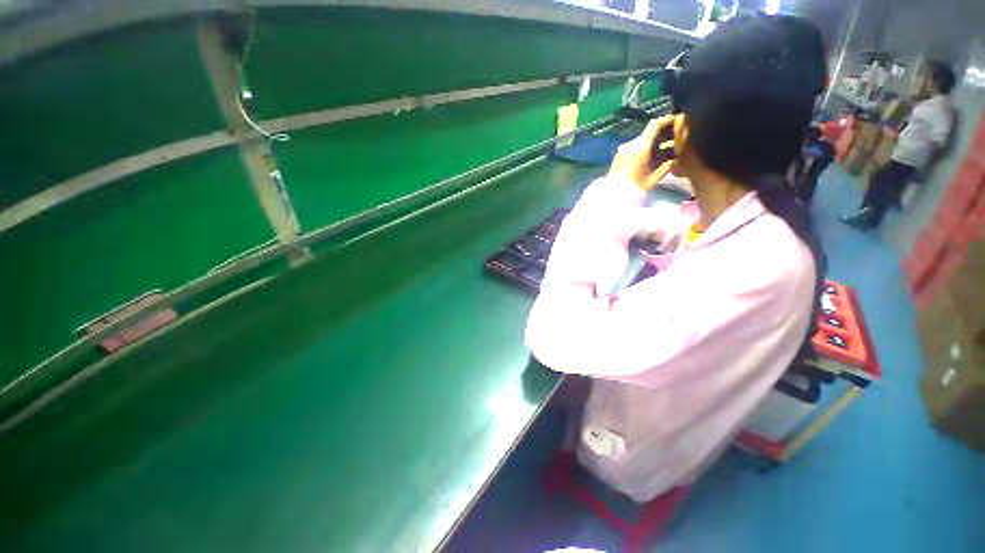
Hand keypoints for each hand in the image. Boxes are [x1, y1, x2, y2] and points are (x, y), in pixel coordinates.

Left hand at [608, 114, 679, 190]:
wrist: (611, 196)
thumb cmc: (633, 189)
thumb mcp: (653, 179)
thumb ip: (666, 166)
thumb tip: (675, 159)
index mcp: (640, 147)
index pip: (655, 124)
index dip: (667, 120)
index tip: (678, 120)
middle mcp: (630, 144)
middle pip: (649, 133)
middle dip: (663, 134)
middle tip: (676, 139)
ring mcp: (623, 149)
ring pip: (642, 140)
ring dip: (654, 143)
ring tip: (665, 151)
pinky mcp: (618, 155)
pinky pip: (635, 147)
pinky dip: (645, 149)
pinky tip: (652, 158)